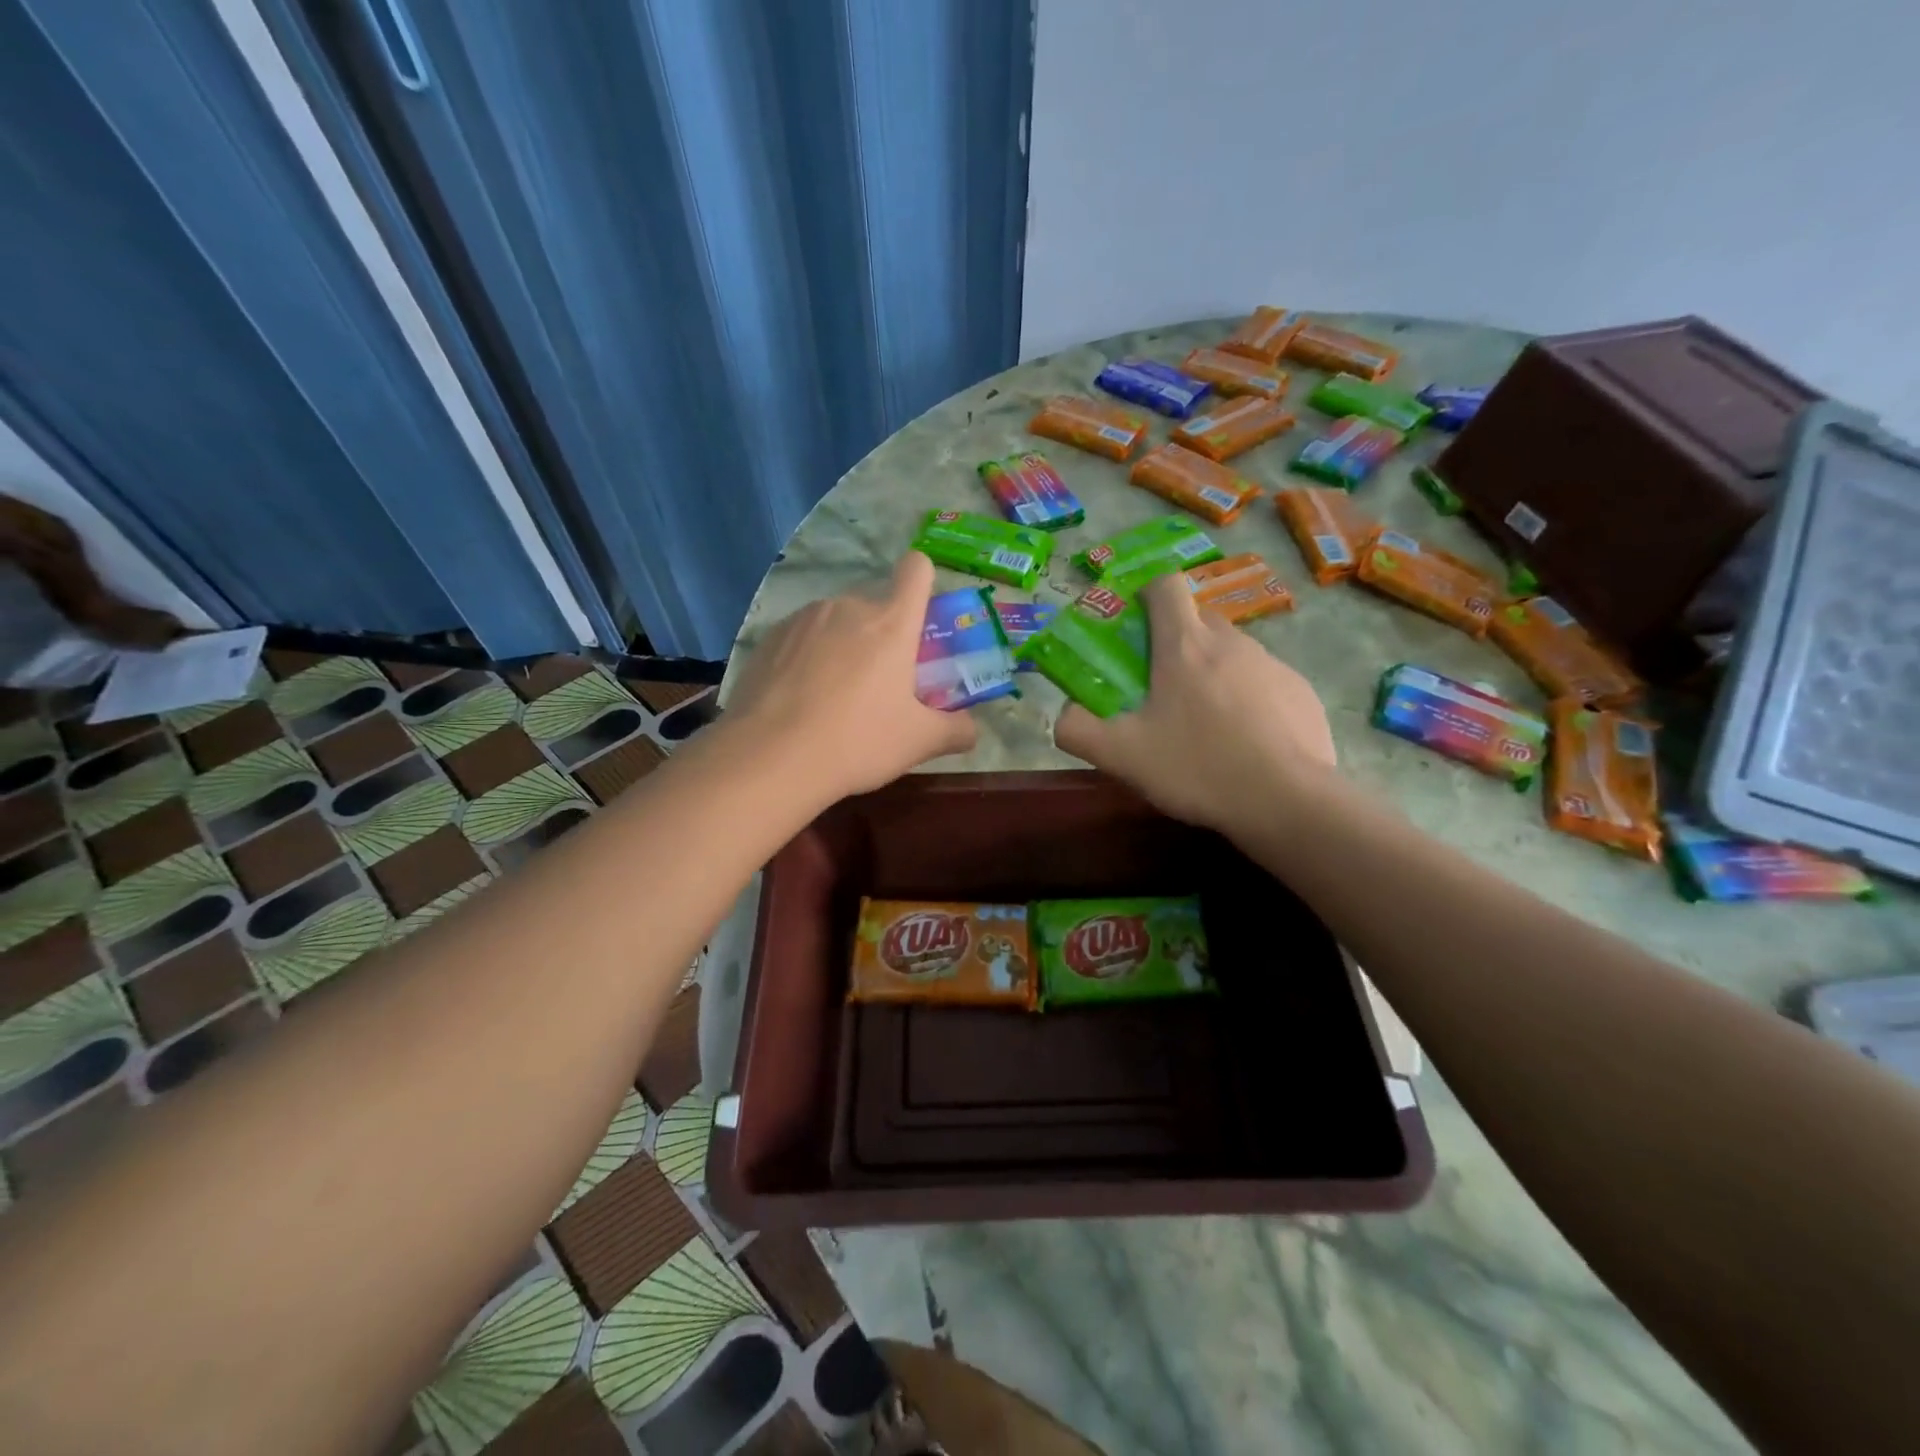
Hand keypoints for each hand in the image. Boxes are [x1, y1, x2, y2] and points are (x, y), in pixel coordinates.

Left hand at [727, 552, 975, 799]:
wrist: (770, 758)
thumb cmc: (857, 741)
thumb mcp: (918, 743)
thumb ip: (956, 730)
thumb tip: (972, 729)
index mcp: (891, 623)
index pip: (916, 570)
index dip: (922, 582)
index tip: (919, 618)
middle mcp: (847, 607)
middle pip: (874, 605)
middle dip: (881, 636)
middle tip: (878, 684)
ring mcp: (803, 619)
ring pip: (835, 621)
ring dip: (842, 645)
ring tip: (832, 696)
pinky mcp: (768, 638)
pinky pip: (800, 638)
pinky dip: (806, 658)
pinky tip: (798, 699)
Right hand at [1053, 573, 1335, 832]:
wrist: (1287, 801)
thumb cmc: (1198, 768)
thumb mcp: (1121, 756)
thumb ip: (1077, 729)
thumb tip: (1064, 713)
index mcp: (1184, 645)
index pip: (1165, 586)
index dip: (1146, 595)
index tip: (1134, 627)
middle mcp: (1231, 642)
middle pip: (1197, 620)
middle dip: (1176, 641)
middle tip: (1161, 688)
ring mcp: (1272, 664)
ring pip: (1232, 652)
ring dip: (1212, 673)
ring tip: (1205, 724)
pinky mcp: (1301, 691)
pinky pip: (1264, 681)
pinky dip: (1248, 699)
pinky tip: (1245, 742)